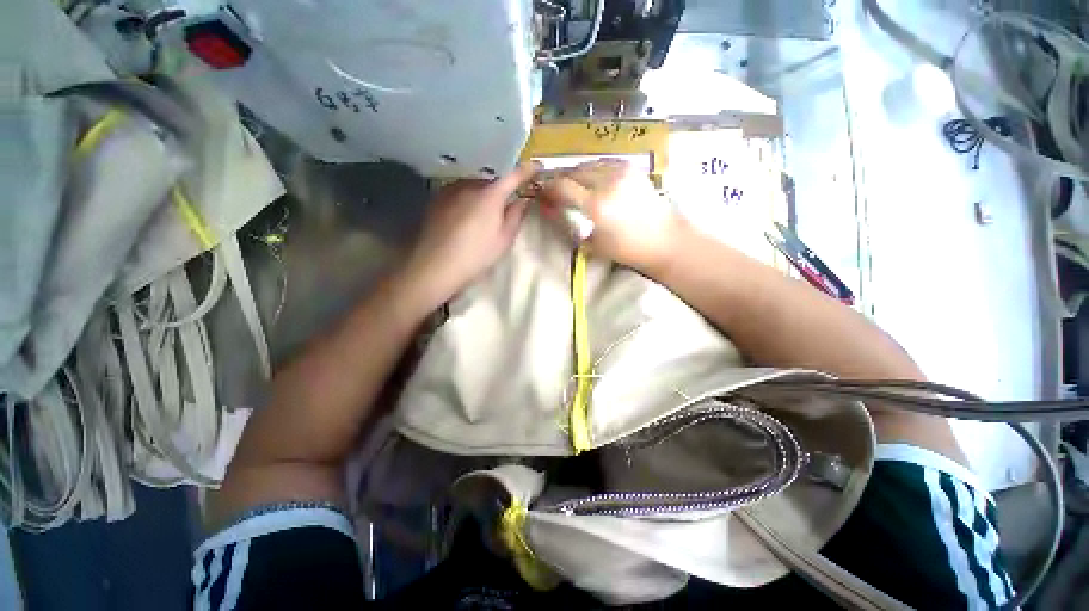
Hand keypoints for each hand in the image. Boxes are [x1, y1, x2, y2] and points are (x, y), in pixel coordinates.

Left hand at [401, 162, 539, 306]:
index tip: (538, 167)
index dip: (528, 170)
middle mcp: (470, 184)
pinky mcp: (437, 198)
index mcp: (491, 194)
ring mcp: (451, 189)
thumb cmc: (476, 255)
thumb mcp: (504, 239)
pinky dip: (468, 198)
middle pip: (493, 180)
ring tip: (484, 214)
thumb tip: (524, 200)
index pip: (514, 175)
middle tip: (507, 205)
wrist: (436, 265)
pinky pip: (460, 191)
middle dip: (502, 188)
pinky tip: (465, 217)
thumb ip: (516, 216)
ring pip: (475, 185)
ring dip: (483, 193)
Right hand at [537, 159, 684, 273]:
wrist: (667, 240)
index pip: (562, 186)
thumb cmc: (629, 250)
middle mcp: (607, 182)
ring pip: (588, 164)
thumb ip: (572, 226)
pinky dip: (593, 170)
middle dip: (560, 179)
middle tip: (554, 190)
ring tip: (572, 185)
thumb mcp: (595, 245)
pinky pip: (604, 164)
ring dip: (576, 173)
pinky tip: (592, 180)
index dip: (548, 189)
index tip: (542, 194)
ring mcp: (621, 172)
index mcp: (596, 205)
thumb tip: (554, 211)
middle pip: (573, 171)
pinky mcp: (632, 169)